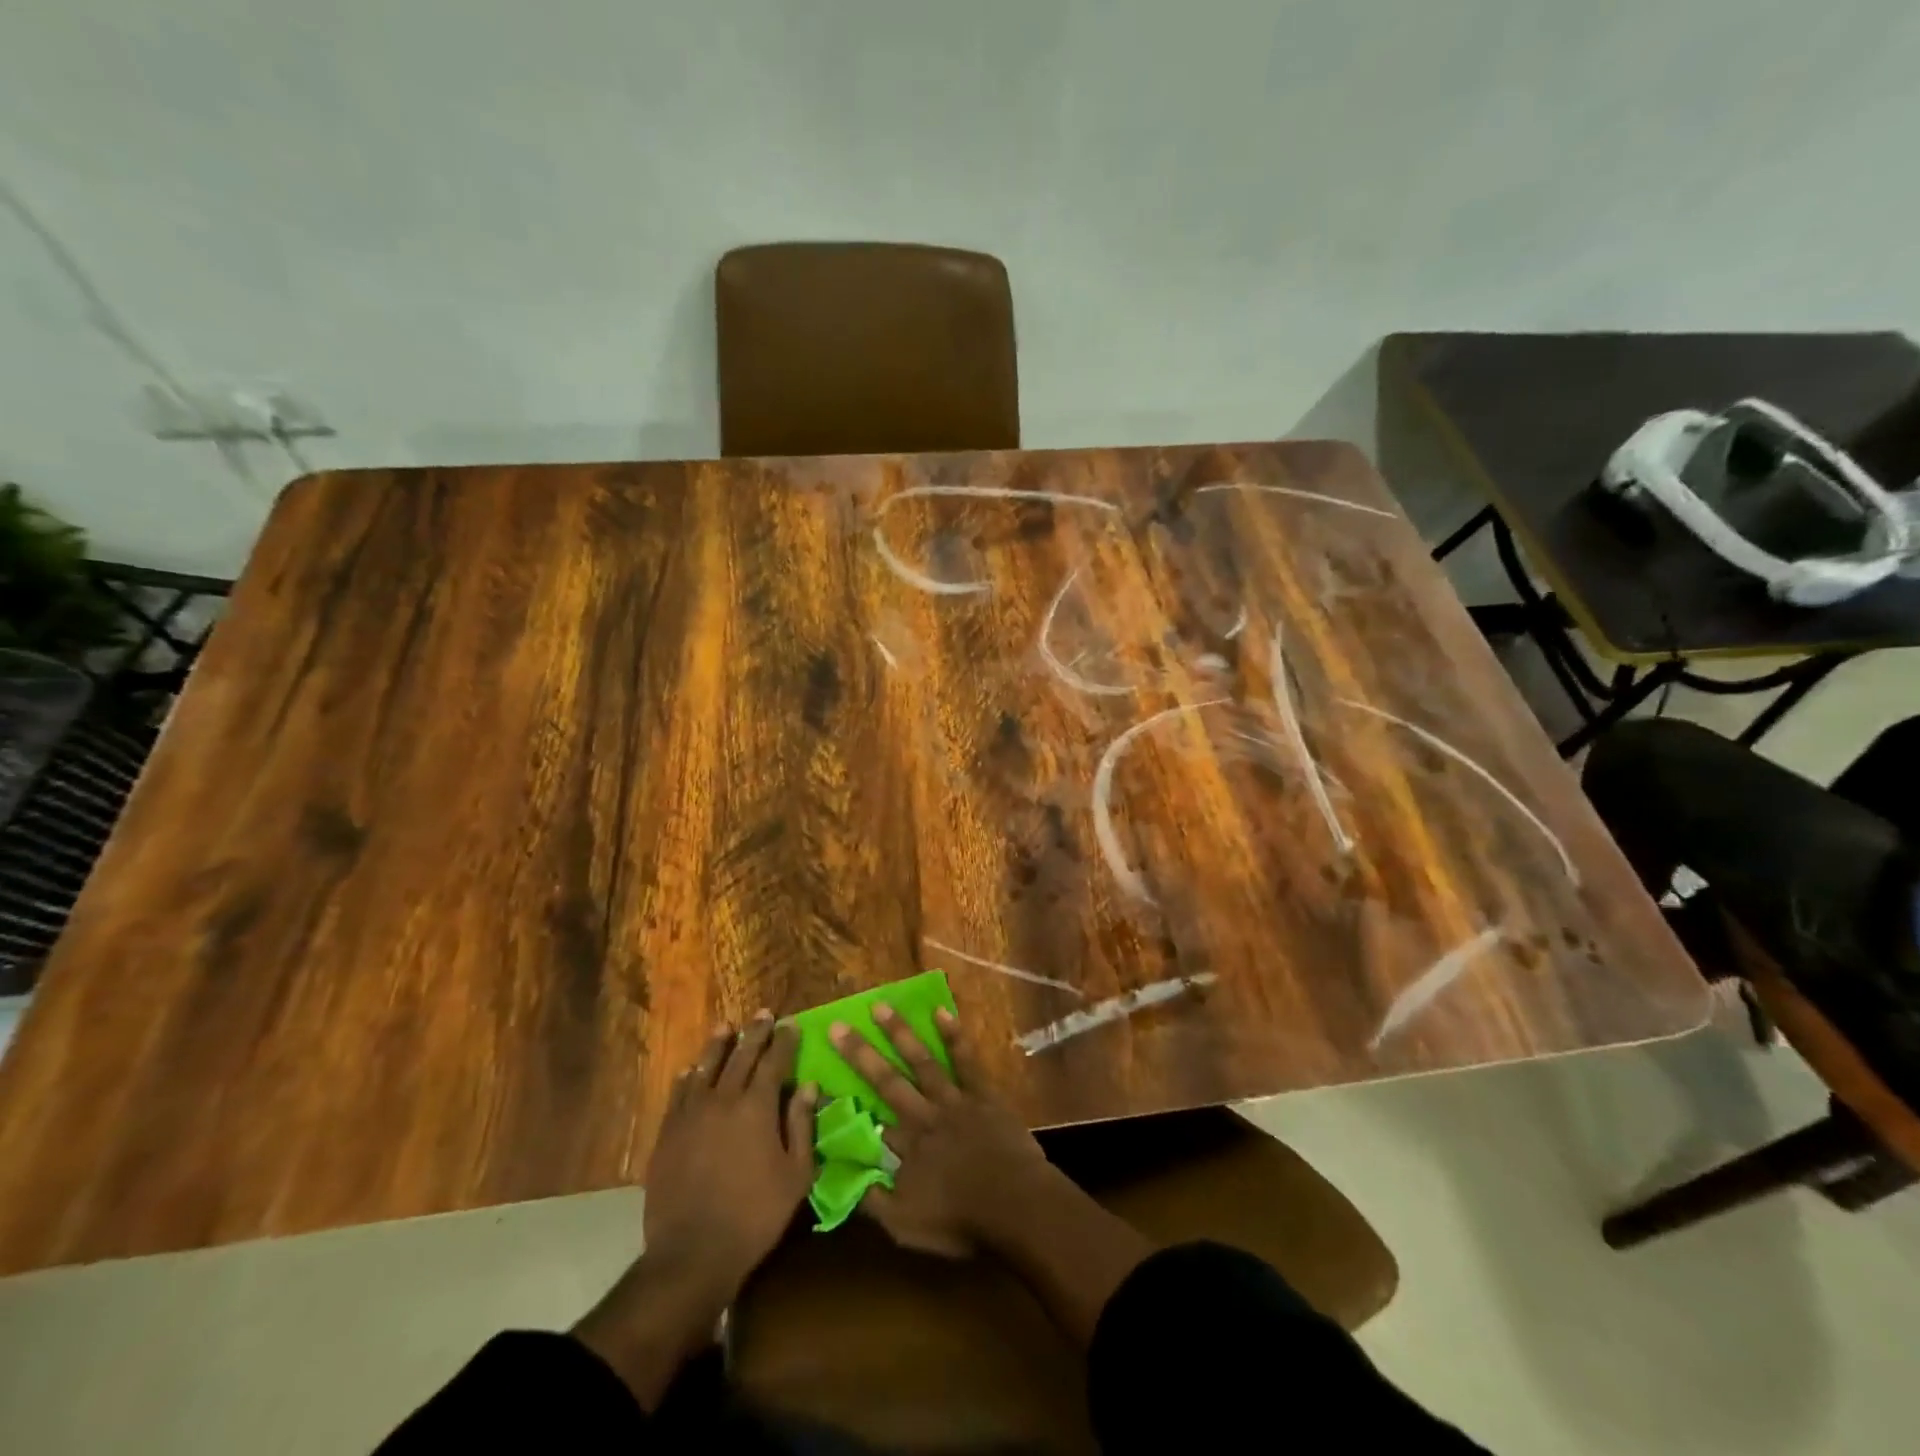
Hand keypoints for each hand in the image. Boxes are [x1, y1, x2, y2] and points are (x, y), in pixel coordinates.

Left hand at [642, 1013, 817, 1295]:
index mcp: (757, 1106)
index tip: (791, 1024)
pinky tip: (691, 1070)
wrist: (692, 1254)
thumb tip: (810, 1086)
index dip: (784, 1041)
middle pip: (741, 1055)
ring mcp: (691, 1114)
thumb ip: (802, 1125)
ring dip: (719, 1045)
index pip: (775, 1061)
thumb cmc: (755, 1216)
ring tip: (726, 1027)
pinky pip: (678, 1094)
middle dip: (755, 1033)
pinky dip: (688, 1077)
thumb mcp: (796, 1175)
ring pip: (706, 1067)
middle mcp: (723, 1099)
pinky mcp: (668, 1133)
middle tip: (764, 1014)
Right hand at [830, 1004, 1052, 1257]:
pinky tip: (941, 1011)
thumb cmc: (961, 1221)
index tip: (821, 1078)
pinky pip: (964, 1060)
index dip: (843, 1101)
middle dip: (859, 1053)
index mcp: (904, 1148)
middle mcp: (922, 1116)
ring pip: (921, 1061)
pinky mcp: (981, 1093)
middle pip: (886, 1081)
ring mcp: (953, 1100)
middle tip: (837, 1026)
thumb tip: (844, 1179)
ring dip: (899, 1033)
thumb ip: (874, 1203)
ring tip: (879, 1006)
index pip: (866, 1120)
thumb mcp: (906, 1227)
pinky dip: (953, 1036)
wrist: (1016, 1206)